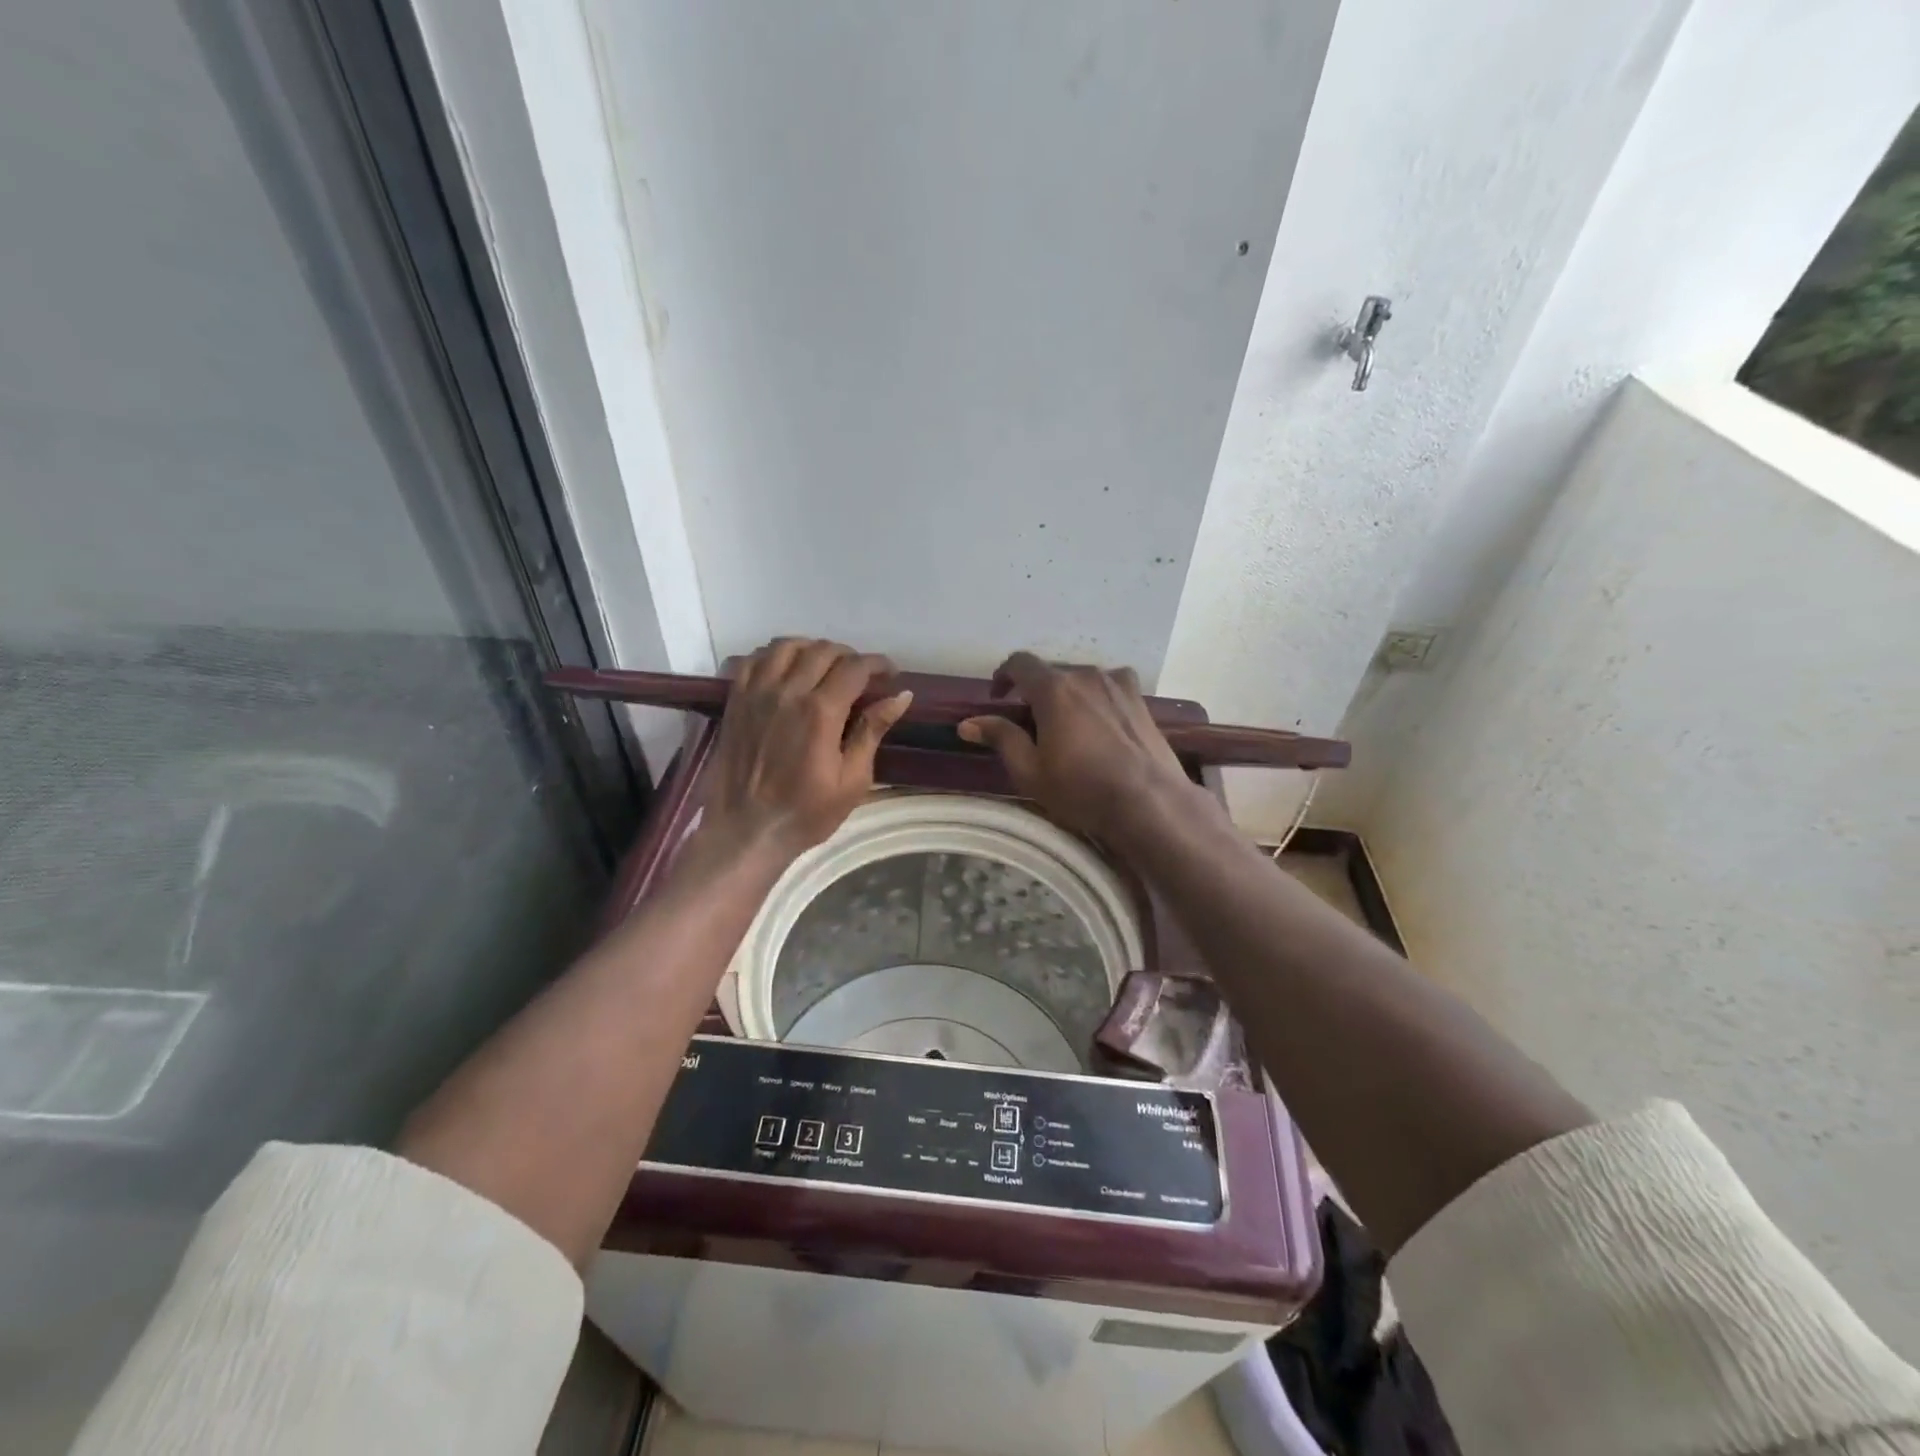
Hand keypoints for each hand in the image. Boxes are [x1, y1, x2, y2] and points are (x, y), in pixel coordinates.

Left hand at [703, 639, 912, 857]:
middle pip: (823, 650)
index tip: (890, 676)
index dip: (878, 664)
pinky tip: (786, 670)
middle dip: (850, 657)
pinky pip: (754, 659)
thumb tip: (900, 696)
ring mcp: (756, 693)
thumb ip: (872, 731)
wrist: (745, 831)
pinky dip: (774, 655)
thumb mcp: (852, 780)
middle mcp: (787, 691)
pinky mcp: (735, 701)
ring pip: (787, 646)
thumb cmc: (805, 813)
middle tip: (862, 677)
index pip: (855, 667)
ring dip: (812, 649)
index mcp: (820, 711)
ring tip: (824, 667)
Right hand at [957, 652, 1195, 841]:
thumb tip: (968, 723)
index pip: (1020, 663)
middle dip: (1036, 692)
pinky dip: (1096, 698)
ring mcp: (1117, 684)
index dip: (1003, 675)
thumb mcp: (1030, 771)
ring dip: (1067, 695)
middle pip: (1052, 672)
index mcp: (1054, 688)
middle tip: (1031, 725)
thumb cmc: (1082, 789)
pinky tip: (1100, 723)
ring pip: (1081, 679)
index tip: (998, 697)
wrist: (1149, 801)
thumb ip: (1001, 738)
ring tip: (1067, 725)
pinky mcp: (1140, 699)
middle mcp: (1086, 675)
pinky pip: (1109, 687)